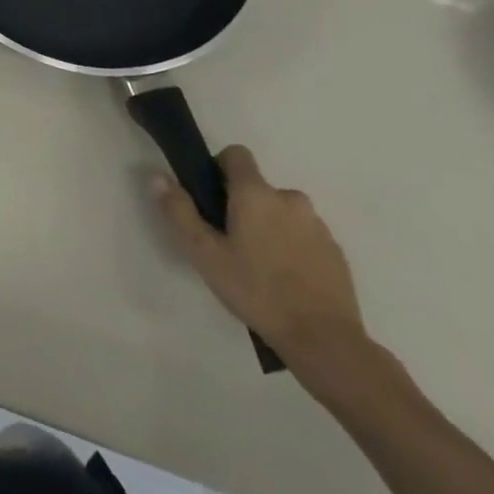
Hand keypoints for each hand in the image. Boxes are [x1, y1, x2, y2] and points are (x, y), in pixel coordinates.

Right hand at [152, 145, 367, 374]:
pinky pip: (305, 235)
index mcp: (256, 193)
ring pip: (283, 212)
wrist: (324, 340)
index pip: (236, 154)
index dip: (219, 167)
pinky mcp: (336, 251)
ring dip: (270, 226)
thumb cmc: (256, 290)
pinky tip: (285, 279)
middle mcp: (290, 198)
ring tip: (259, 265)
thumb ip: (179, 211)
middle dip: (243, 205)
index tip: (211, 197)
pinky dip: (292, 246)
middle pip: (258, 187)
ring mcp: (318, 225)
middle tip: (230, 241)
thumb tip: (157, 176)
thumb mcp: (204, 254)